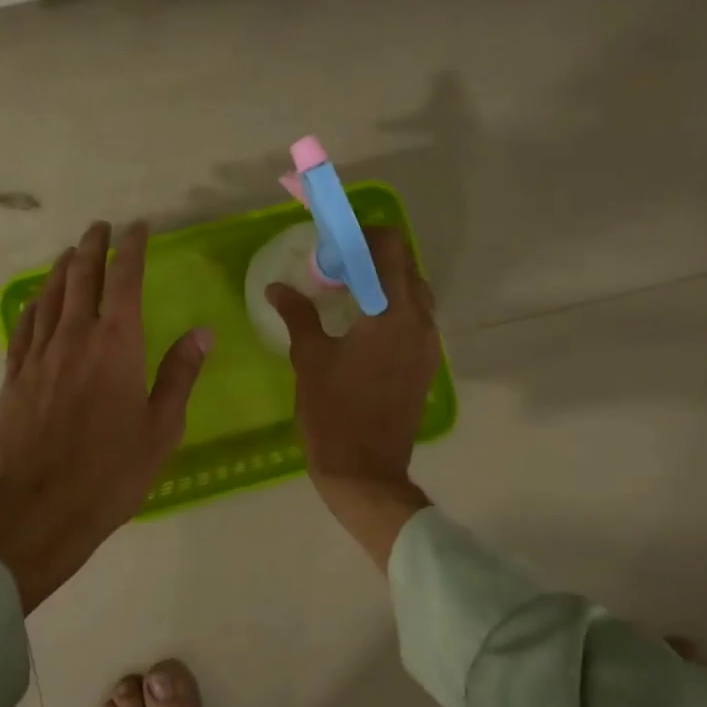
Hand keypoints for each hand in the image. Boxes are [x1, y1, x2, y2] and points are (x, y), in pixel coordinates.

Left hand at [0, 221, 210, 610]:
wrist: (38, 509)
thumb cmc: (111, 472)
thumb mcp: (161, 428)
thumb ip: (180, 375)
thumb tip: (202, 332)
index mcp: (117, 345)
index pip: (125, 280)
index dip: (132, 248)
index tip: (137, 227)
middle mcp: (75, 337)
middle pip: (81, 277)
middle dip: (92, 246)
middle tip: (99, 226)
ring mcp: (39, 356)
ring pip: (49, 297)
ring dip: (61, 269)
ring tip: (70, 252)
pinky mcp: (14, 377)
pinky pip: (23, 327)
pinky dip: (33, 305)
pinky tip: (35, 301)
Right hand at [266, 226, 439, 566]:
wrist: (365, 470)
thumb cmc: (333, 411)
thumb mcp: (309, 357)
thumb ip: (298, 314)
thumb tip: (278, 287)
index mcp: (391, 312)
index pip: (390, 248)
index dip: (363, 235)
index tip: (333, 245)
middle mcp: (419, 321)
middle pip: (406, 267)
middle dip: (373, 258)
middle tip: (336, 269)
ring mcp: (428, 345)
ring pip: (414, 294)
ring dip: (385, 284)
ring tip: (348, 296)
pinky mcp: (426, 365)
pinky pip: (415, 320)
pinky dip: (393, 309)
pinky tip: (362, 327)